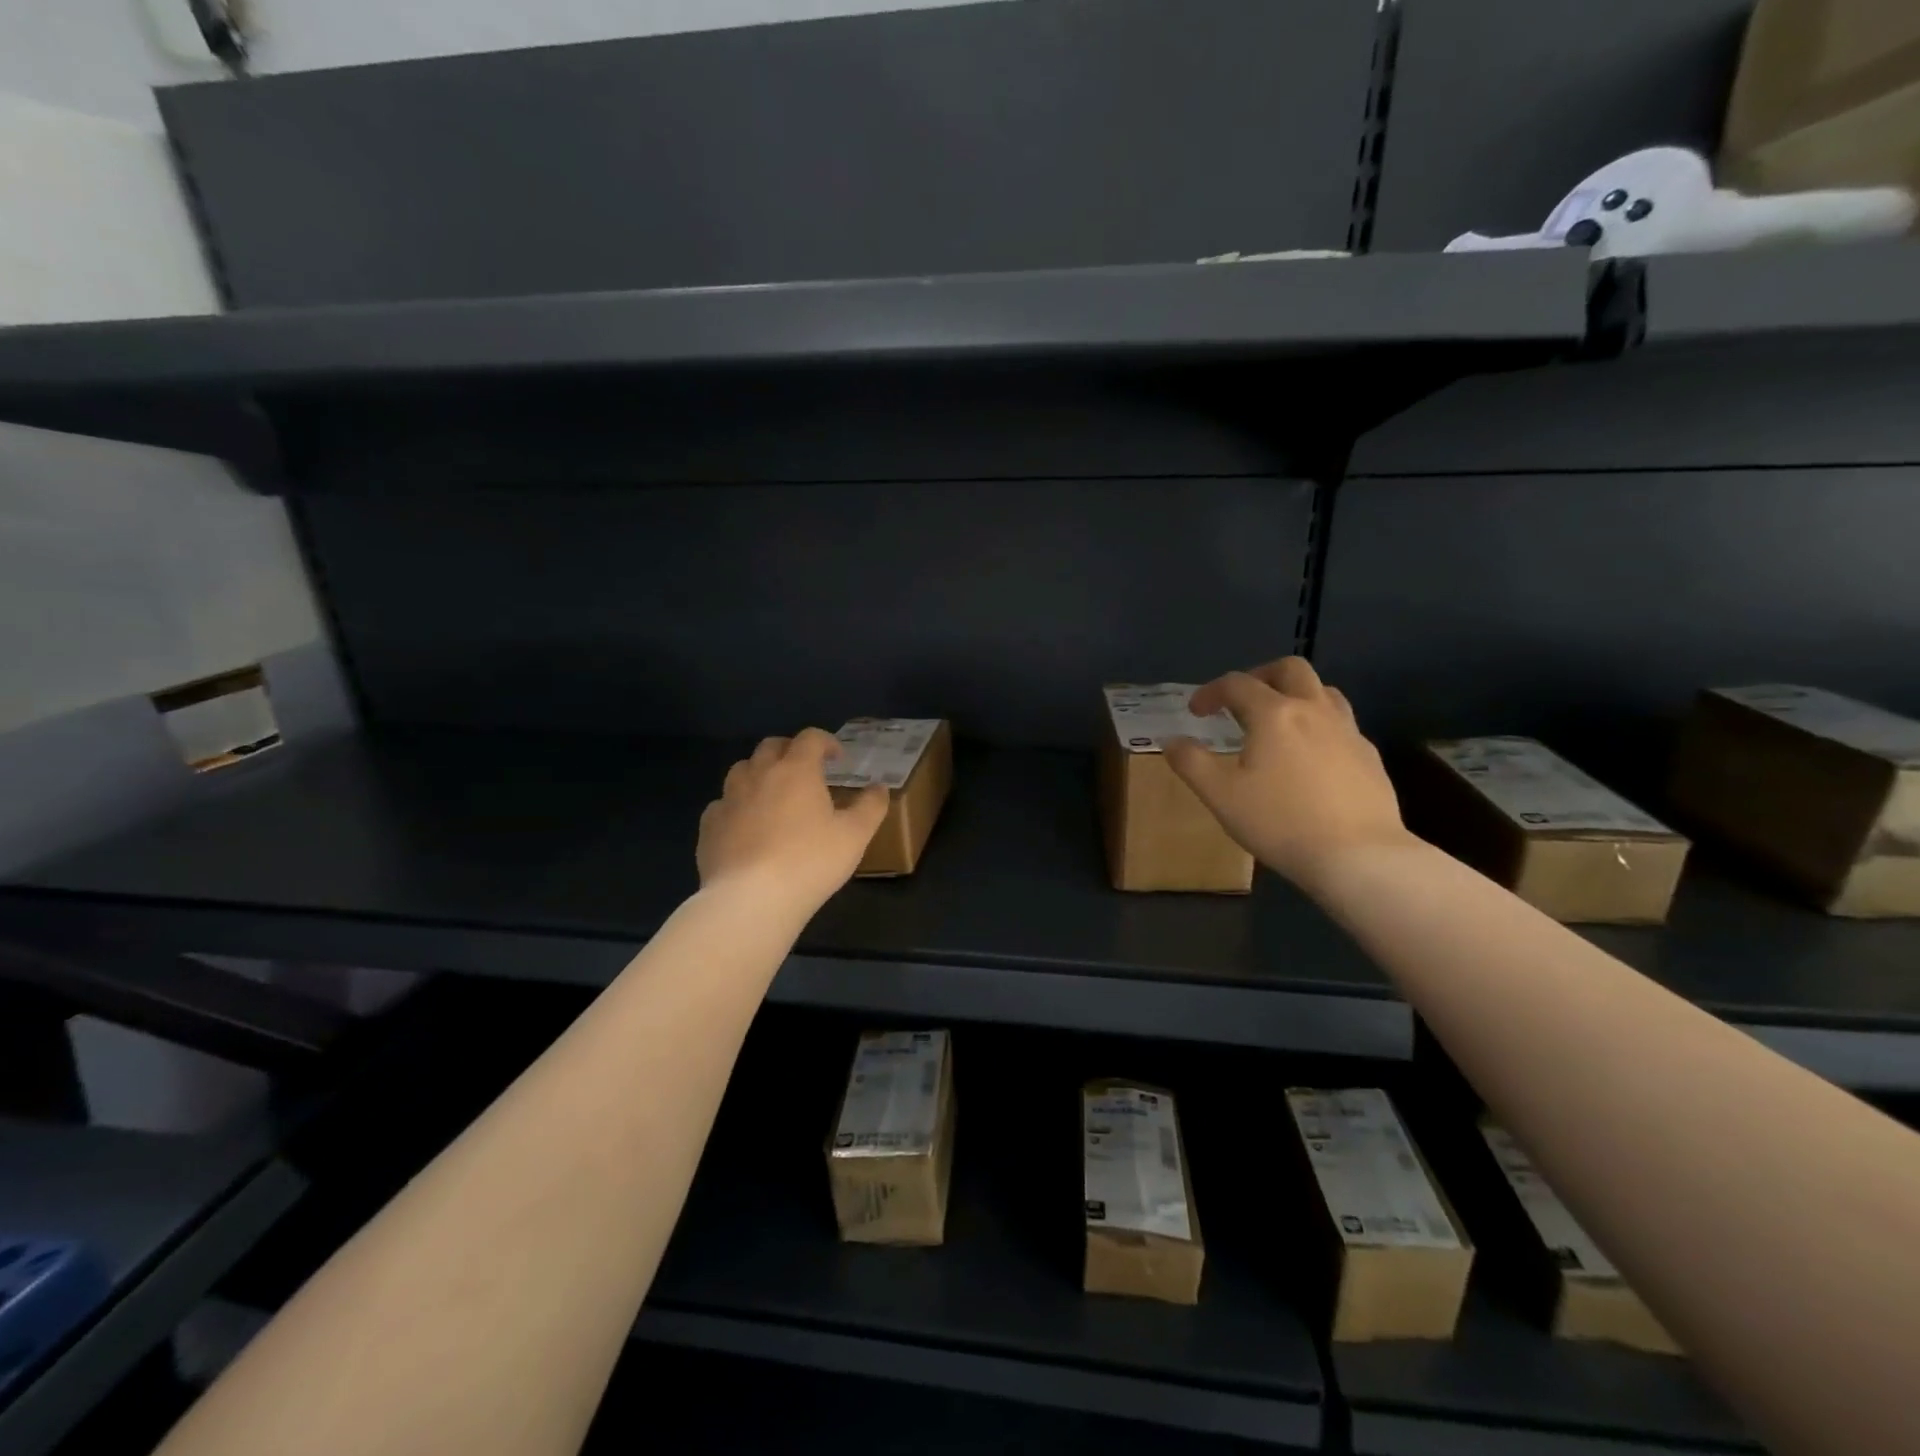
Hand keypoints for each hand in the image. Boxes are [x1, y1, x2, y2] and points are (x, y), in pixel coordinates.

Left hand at [698, 729, 890, 912]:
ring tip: (773, 793)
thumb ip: (871, 807)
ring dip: (760, 773)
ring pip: (742, 770)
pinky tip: (745, 825)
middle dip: (790, 750)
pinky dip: (737, 805)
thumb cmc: (810, 862)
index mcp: (796, 770)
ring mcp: (729, 799)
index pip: (810, 738)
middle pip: (771, 746)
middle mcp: (759, 775)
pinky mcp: (709, 826)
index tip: (838, 759)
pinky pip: (723, 804)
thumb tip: (879, 787)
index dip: (826, 742)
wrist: (750, 899)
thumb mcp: (855, 836)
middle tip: (806, 770)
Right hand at [1165, 657, 1410, 891]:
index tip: (1196, 712)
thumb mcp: (1220, 796)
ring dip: (1295, 695)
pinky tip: (1310, 758)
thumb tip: (1173, 742)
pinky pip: (1341, 724)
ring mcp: (1347, 731)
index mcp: (1274, 714)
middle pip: (1290, 669)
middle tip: (1242, 701)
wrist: (1359, 856)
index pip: (1237, 684)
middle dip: (1260, 676)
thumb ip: (1191, 763)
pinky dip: (1319, 726)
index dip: (1210, 692)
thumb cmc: (1281, 822)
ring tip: (1278, 723)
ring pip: (1323, 692)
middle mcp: (1313, 711)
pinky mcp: (1369, 756)